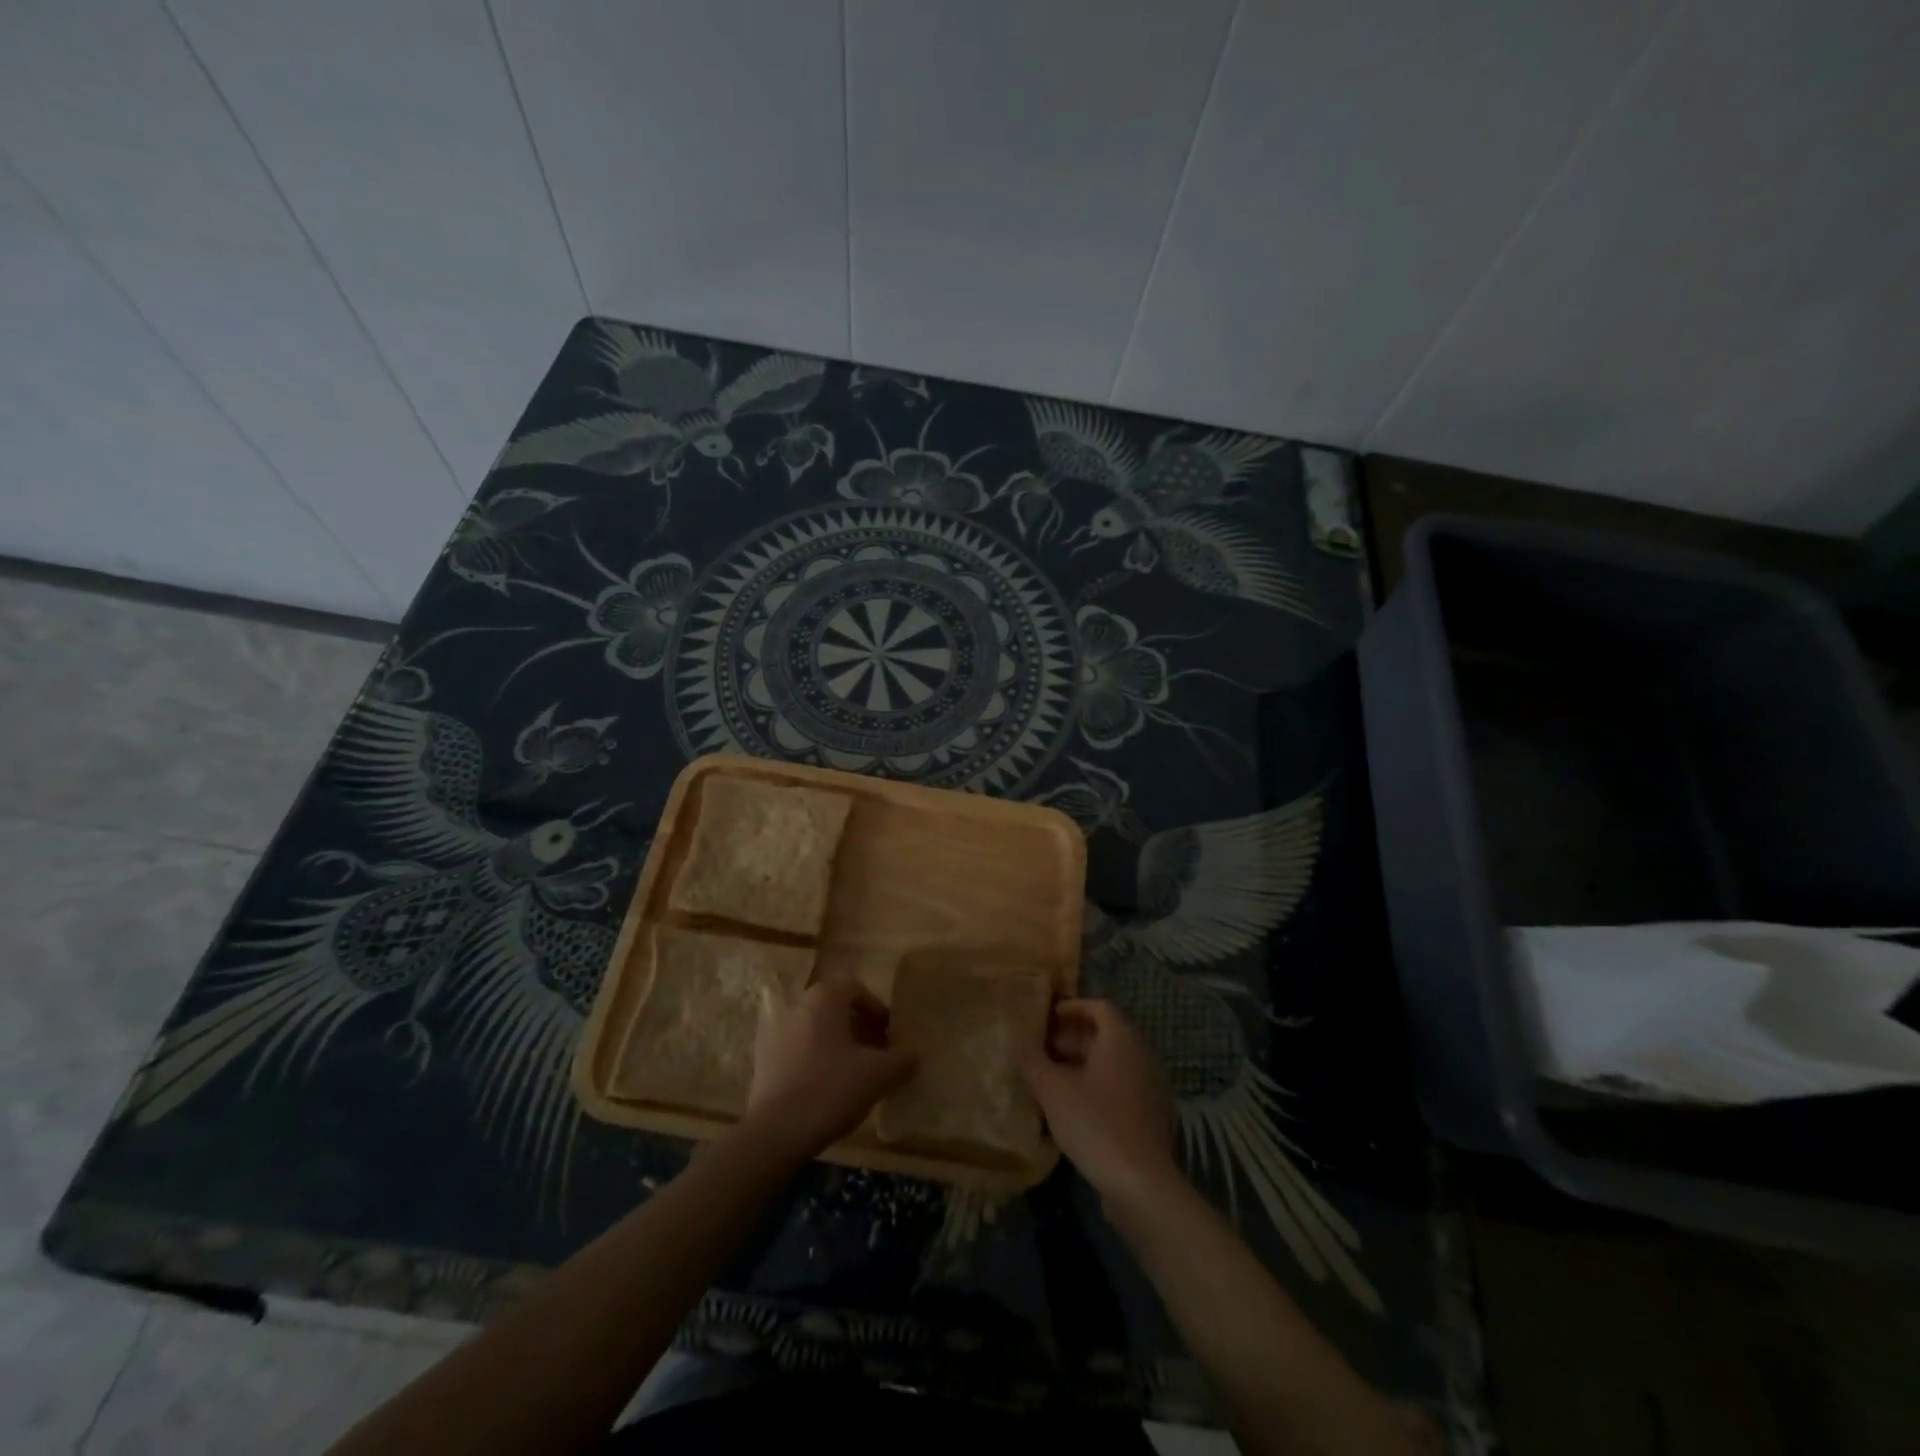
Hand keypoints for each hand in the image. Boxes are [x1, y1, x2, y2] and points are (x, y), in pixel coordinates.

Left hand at [738, 978, 916, 1162]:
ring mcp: (775, 1033)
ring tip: (855, 1076)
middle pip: (835, 1009)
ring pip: (816, 1030)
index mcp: (823, 998)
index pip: (855, 988)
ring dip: (838, 1046)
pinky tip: (828, 1091)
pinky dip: (816, 1061)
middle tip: (877, 1056)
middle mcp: (797, 1006)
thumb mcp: (879, 1075)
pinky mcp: (763, 1061)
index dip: (876, 1009)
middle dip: (859, 1029)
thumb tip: (914, 1054)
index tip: (889, 1035)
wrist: (775, 1133)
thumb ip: (902, 1059)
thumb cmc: (831, 1089)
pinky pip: (798, 1051)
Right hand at [1023, 998, 1179, 1210]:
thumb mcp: (1053, 1090)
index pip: (1098, 1007)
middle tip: (1042, 1052)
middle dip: (1072, 1039)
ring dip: (1083, 1066)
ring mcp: (1151, 1087)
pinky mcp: (1152, 1117)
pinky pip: (1122, 1088)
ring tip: (1052, 1082)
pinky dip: (1099, 1088)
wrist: (1142, 1185)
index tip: (1045, 1020)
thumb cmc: (1096, 1124)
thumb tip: (1017, 1039)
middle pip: (1106, 1034)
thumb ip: (1033, 1060)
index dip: (1071, 1008)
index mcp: (1122, 1040)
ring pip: (1113, 1063)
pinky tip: (1076, 1111)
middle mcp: (1142, 1056)